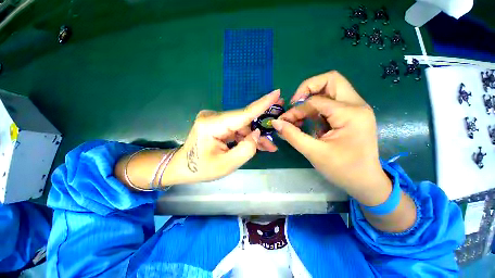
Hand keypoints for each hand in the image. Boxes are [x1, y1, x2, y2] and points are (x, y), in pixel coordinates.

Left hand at [163, 90, 282, 184]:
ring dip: (254, 136)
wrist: (182, 167)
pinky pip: (237, 129)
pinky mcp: (218, 124)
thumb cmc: (201, 169)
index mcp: (212, 125)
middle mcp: (213, 117)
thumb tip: (257, 133)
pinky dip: (247, 137)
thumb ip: (246, 149)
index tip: (276, 93)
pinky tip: (257, 144)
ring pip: (243, 126)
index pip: (243, 113)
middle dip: (261, 128)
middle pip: (244, 121)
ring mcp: (215, 119)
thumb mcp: (226, 165)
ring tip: (268, 146)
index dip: (262, 104)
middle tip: (277, 129)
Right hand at [272, 71, 390, 204]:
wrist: (366, 182)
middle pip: (330, 80)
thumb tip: (275, 122)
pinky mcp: (352, 114)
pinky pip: (331, 101)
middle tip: (295, 104)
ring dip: (311, 98)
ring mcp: (356, 108)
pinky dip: (316, 107)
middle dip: (307, 88)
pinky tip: (308, 120)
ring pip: (331, 88)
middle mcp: (356, 105)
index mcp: (350, 114)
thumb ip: (292, 135)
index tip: (284, 121)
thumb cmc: (343, 170)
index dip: (295, 109)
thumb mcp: (314, 152)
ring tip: (300, 115)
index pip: (315, 100)